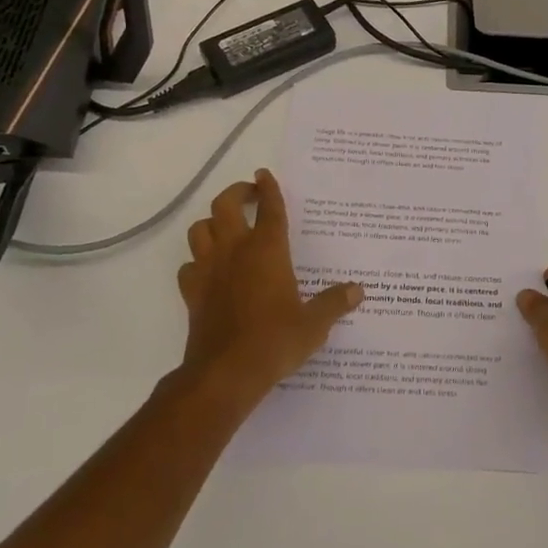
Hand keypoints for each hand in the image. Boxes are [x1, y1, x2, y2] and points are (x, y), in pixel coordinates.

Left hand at [176, 169, 363, 410]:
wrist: (225, 374)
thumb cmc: (275, 341)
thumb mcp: (314, 324)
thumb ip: (335, 303)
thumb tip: (358, 290)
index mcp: (267, 250)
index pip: (268, 208)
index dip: (268, 188)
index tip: (265, 174)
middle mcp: (235, 251)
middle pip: (224, 205)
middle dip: (236, 193)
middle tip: (249, 195)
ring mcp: (208, 270)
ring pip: (199, 230)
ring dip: (212, 223)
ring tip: (227, 228)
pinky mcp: (192, 293)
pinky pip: (189, 266)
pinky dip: (198, 262)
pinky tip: (210, 270)